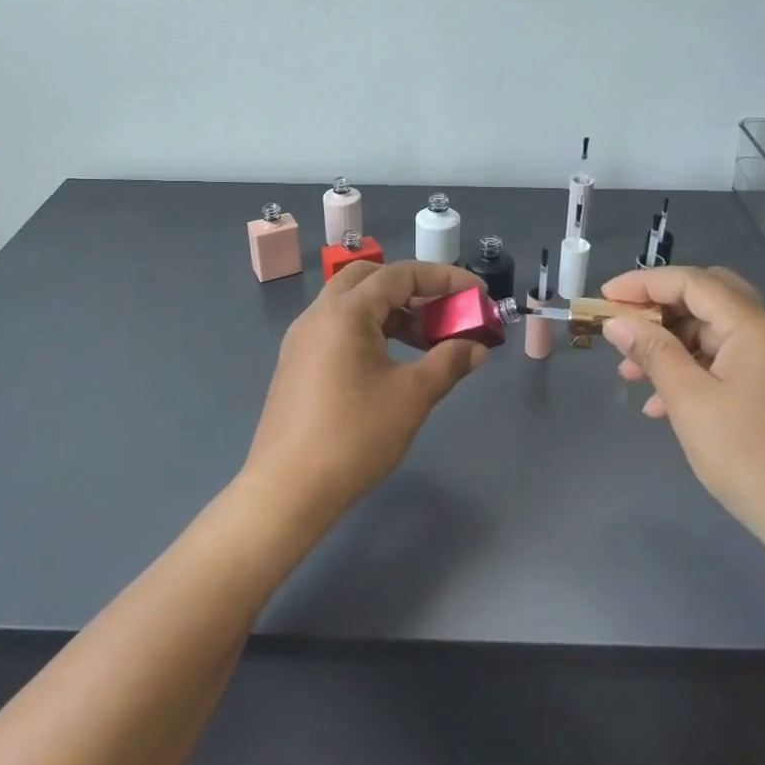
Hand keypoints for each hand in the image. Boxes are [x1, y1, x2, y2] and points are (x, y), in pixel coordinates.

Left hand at [241, 260, 488, 532]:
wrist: (287, 490)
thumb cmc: (354, 436)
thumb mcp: (412, 397)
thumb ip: (448, 362)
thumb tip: (476, 347)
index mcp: (345, 312)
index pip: (400, 274)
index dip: (444, 278)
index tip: (476, 295)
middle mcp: (318, 314)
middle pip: (370, 278)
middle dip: (413, 288)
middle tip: (443, 313)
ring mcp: (302, 339)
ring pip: (351, 303)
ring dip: (391, 311)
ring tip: (425, 343)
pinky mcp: (296, 363)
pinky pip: (337, 328)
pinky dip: (369, 330)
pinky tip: (390, 363)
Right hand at [600, 266, 764, 556]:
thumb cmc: (748, 457)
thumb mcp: (689, 401)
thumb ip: (652, 352)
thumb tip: (617, 323)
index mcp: (755, 326)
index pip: (692, 282)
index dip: (643, 284)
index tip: (604, 297)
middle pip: (706, 298)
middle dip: (659, 310)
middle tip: (623, 328)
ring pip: (713, 331)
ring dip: (671, 344)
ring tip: (631, 374)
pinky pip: (726, 359)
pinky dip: (693, 368)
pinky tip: (663, 402)